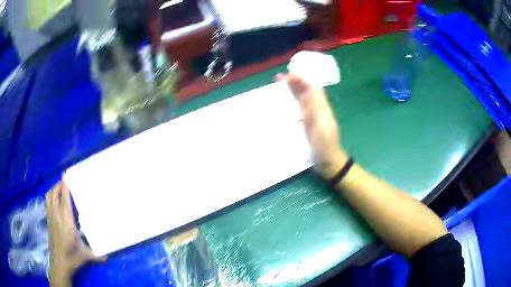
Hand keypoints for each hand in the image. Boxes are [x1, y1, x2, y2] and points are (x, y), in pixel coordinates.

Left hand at [46, 181, 105, 285]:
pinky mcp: (48, 222)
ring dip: (53, 190)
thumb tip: (108, 256)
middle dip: (58, 185)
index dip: (64, 187)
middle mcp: (57, 217)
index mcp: (67, 222)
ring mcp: (51, 218)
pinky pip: (47, 204)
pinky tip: (54, 200)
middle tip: (64, 182)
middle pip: (54, 194)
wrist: (59, 264)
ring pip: (48, 197)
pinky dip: (50, 198)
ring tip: (58, 189)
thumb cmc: (72, 258)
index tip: (66, 176)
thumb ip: (97, 255)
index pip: (64, 200)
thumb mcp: (86, 256)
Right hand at [276, 73, 347, 178]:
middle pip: (306, 91)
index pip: (312, 87)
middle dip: (294, 82)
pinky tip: (282, 103)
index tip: (288, 74)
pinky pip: (298, 109)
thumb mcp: (321, 126)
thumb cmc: (325, 145)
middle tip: (278, 78)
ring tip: (278, 86)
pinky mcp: (306, 124)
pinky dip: (290, 102)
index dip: (302, 78)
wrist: (328, 162)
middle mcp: (316, 109)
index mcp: (321, 107)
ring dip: (291, 90)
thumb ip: (315, 107)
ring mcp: (311, 117)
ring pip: (301, 99)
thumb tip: (308, 88)